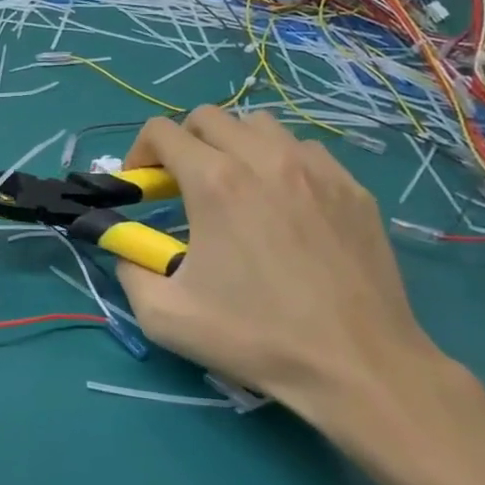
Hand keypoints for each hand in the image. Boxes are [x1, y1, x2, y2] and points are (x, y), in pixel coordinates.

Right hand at [113, 107, 452, 427]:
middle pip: (208, 116)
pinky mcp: (352, 187)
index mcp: (215, 181)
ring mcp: (315, 169)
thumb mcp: (164, 315)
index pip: (161, 130)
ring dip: (234, 145)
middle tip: (184, 186)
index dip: (140, 152)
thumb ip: (129, 268)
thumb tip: (125, 246)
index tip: (143, 186)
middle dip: (184, 142)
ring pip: (260, 125)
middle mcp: (264, 159)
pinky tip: (284, 205)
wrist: (359, 368)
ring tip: (236, 188)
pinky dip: (281, 162)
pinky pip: (304, 150)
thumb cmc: (256, 338)